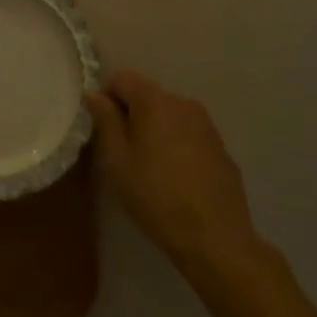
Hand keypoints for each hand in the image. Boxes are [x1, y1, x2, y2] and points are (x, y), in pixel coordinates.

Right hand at [87, 69, 269, 276]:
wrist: (216, 238)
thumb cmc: (156, 196)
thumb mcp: (117, 160)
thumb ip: (105, 120)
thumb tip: (95, 94)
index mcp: (154, 100)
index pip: (122, 78)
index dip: (107, 98)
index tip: (103, 130)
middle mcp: (183, 103)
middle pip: (147, 95)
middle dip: (132, 115)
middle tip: (123, 153)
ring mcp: (206, 125)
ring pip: (169, 116)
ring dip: (155, 131)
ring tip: (150, 168)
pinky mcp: (221, 148)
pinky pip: (189, 135)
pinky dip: (177, 146)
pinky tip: (176, 180)